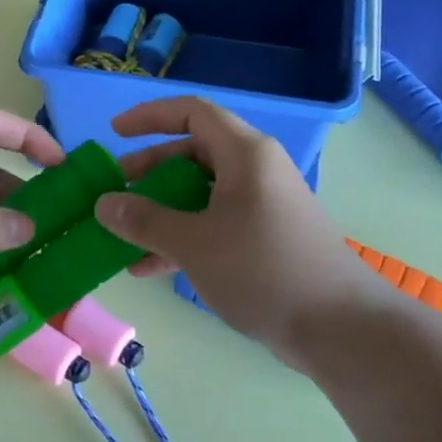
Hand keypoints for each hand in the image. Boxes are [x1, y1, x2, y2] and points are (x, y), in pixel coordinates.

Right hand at [94, 97, 385, 365]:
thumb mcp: (194, 243)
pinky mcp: (264, 239)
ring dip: (161, 211)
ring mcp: (261, 206)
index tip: (115, 133)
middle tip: (115, 190)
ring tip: (122, 233)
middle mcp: (255, 171)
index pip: (192, 113)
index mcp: (245, 154)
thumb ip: (144, 221)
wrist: (338, 328)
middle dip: (149, 171)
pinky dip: (182, 238)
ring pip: (200, 194)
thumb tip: (103, 204)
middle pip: (193, 154)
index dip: (150, 117)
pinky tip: (148, 267)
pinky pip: (214, 225)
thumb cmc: (263, 270)